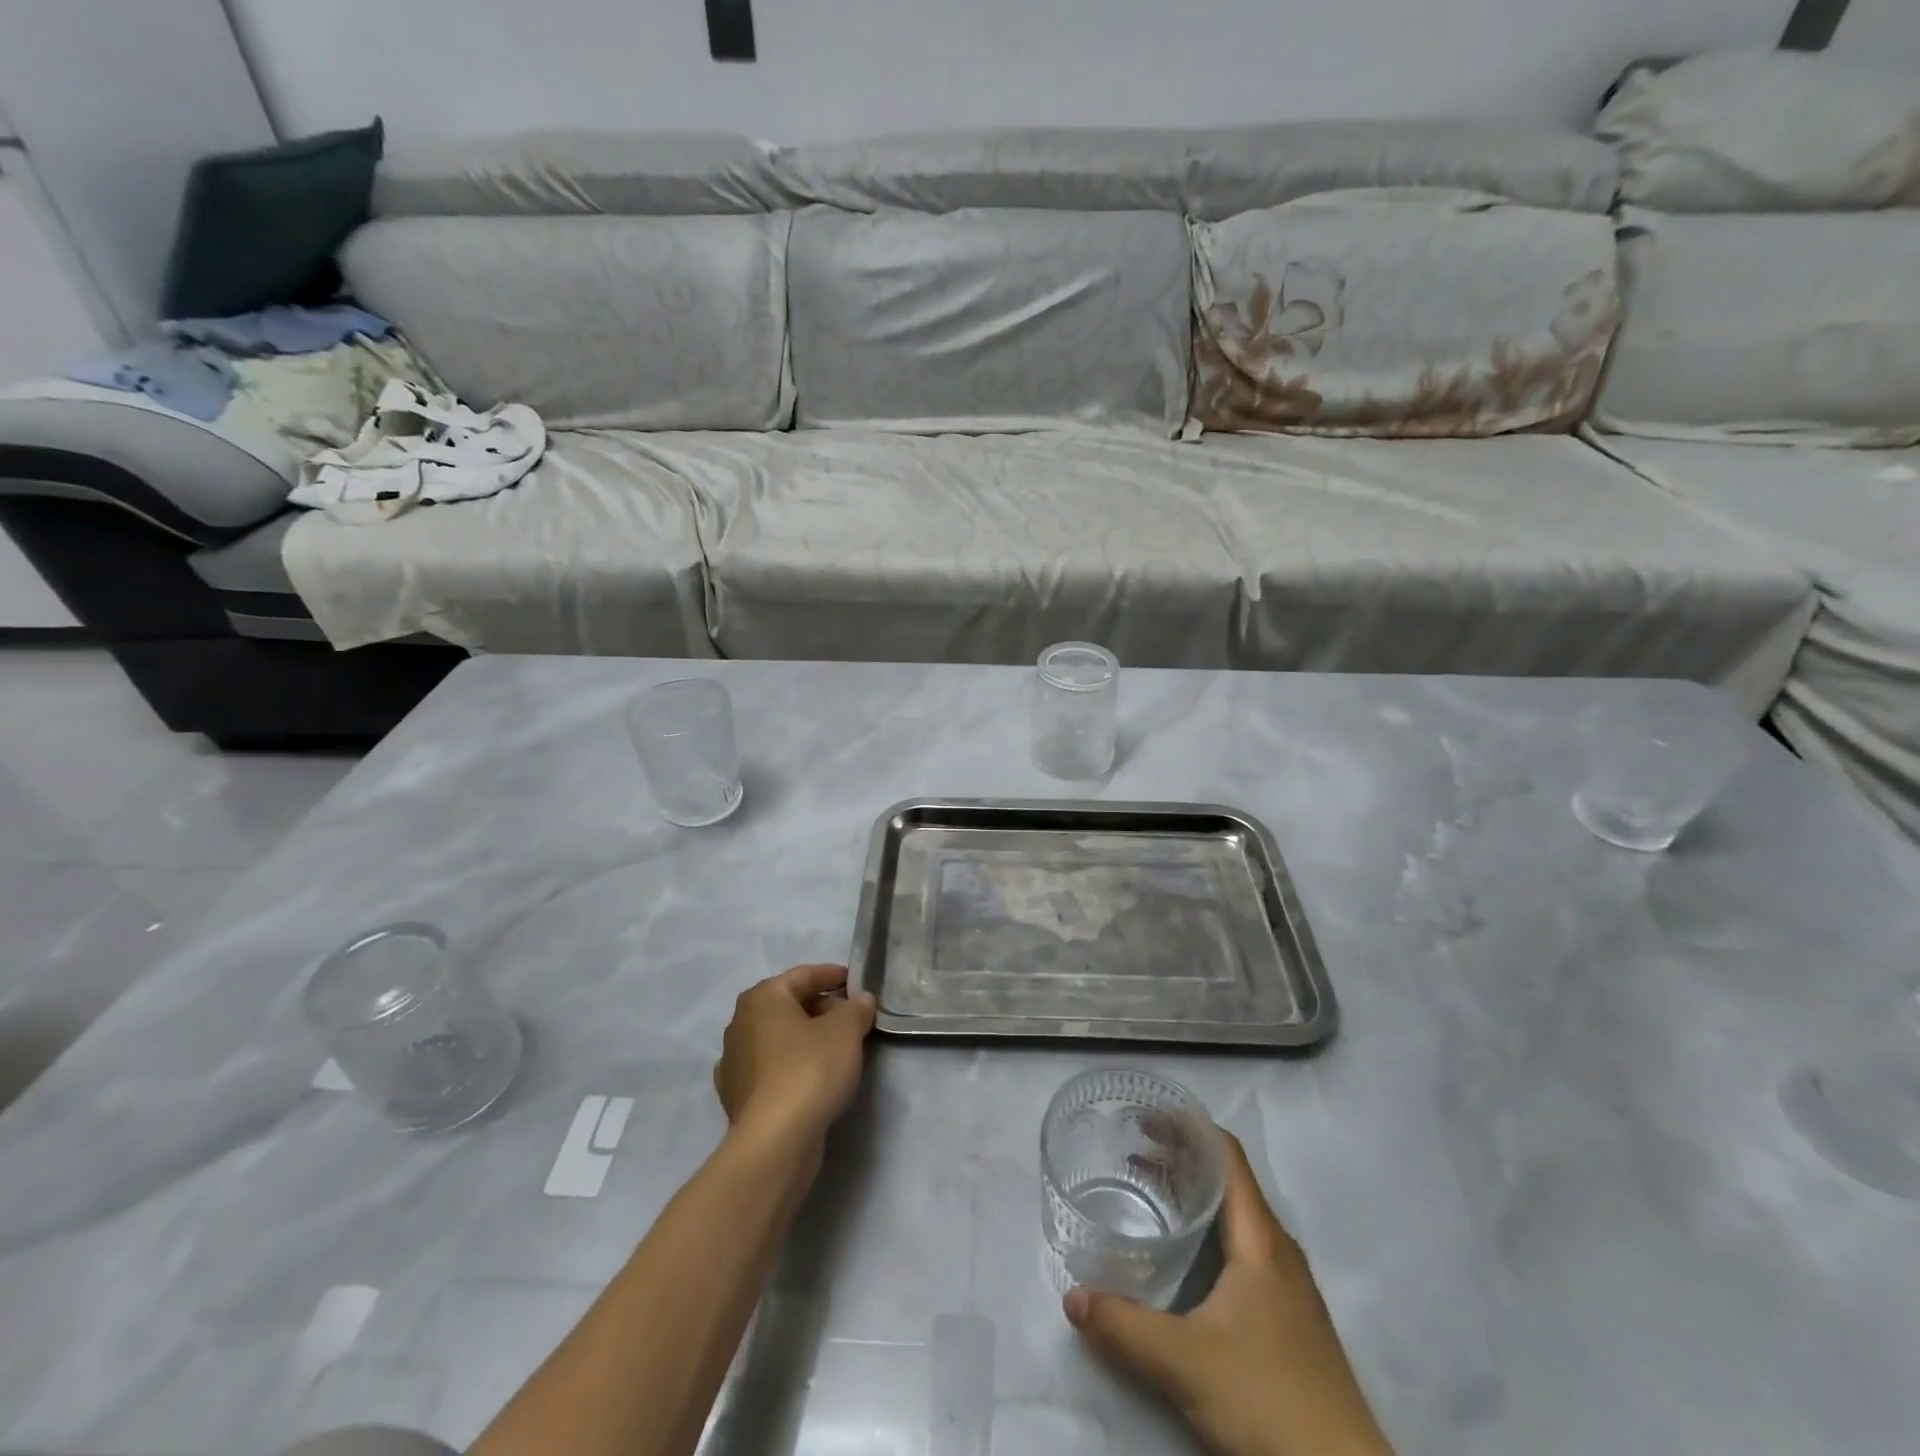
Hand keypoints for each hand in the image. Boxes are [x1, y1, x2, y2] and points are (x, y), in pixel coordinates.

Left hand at [713, 964, 876, 1151]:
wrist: (775, 1140)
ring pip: (778, 1038)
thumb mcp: (846, 1030)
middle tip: (852, 1017)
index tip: (855, 982)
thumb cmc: (809, 1069)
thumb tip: (861, 1000)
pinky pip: (770, 1068)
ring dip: (806, 1037)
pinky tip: (809, 1075)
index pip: (802, 975)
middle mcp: (740, 1023)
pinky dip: (790, 1065)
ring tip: (837, 1047)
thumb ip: (856, 1009)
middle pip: (788, 1005)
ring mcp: (734, 1062)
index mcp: (762, 998)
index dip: (831, 975)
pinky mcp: (736, 1096)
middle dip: (821, 1008)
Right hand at [1064, 1133, 1393, 1455]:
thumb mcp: (1184, 1363)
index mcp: (1260, 1239)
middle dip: (1180, 1159)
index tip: (1144, 1117)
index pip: (1226, 1154)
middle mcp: (1277, 1250)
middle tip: (1131, 1152)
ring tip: (1148, 1194)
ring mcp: (1287, 1286)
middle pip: (1228, 1182)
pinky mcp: (1288, 1319)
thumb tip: (1071, 1297)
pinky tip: (1182, 1260)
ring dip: (1193, 1198)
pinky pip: (1242, 1250)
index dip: (1187, 1126)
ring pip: (1235, 1218)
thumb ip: (1124, 1326)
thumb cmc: (1268, 1402)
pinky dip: (1207, 1233)